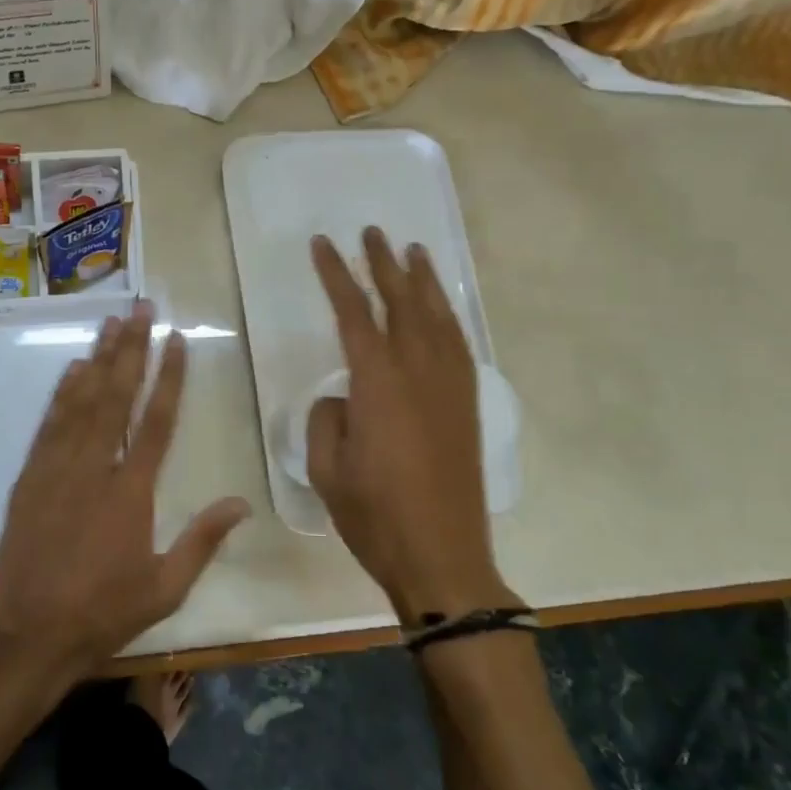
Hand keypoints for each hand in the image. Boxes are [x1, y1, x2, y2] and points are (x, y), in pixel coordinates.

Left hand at [0, 299, 249, 677]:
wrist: (29, 635)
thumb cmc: (104, 612)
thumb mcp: (165, 588)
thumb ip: (202, 540)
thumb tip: (241, 503)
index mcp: (132, 493)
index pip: (157, 421)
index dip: (170, 376)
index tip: (177, 339)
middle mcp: (95, 468)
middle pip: (117, 397)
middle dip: (132, 349)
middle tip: (141, 308)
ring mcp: (57, 469)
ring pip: (81, 402)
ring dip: (99, 359)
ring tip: (111, 322)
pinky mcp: (29, 478)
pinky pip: (49, 425)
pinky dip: (62, 393)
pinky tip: (73, 368)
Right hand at [307, 228, 520, 621]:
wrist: (443, 557)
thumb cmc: (375, 516)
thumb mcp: (327, 468)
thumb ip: (327, 419)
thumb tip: (343, 398)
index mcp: (378, 384)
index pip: (353, 314)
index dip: (336, 275)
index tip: (323, 245)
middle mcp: (418, 372)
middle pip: (401, 303)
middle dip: (385, 264)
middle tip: (373, 232)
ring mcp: (449, 387)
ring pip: (437, 318)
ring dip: (424, 282)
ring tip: (414, 252)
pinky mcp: (467, 405)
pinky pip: (460, 346)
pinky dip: (448, 318)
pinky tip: (441, 310)